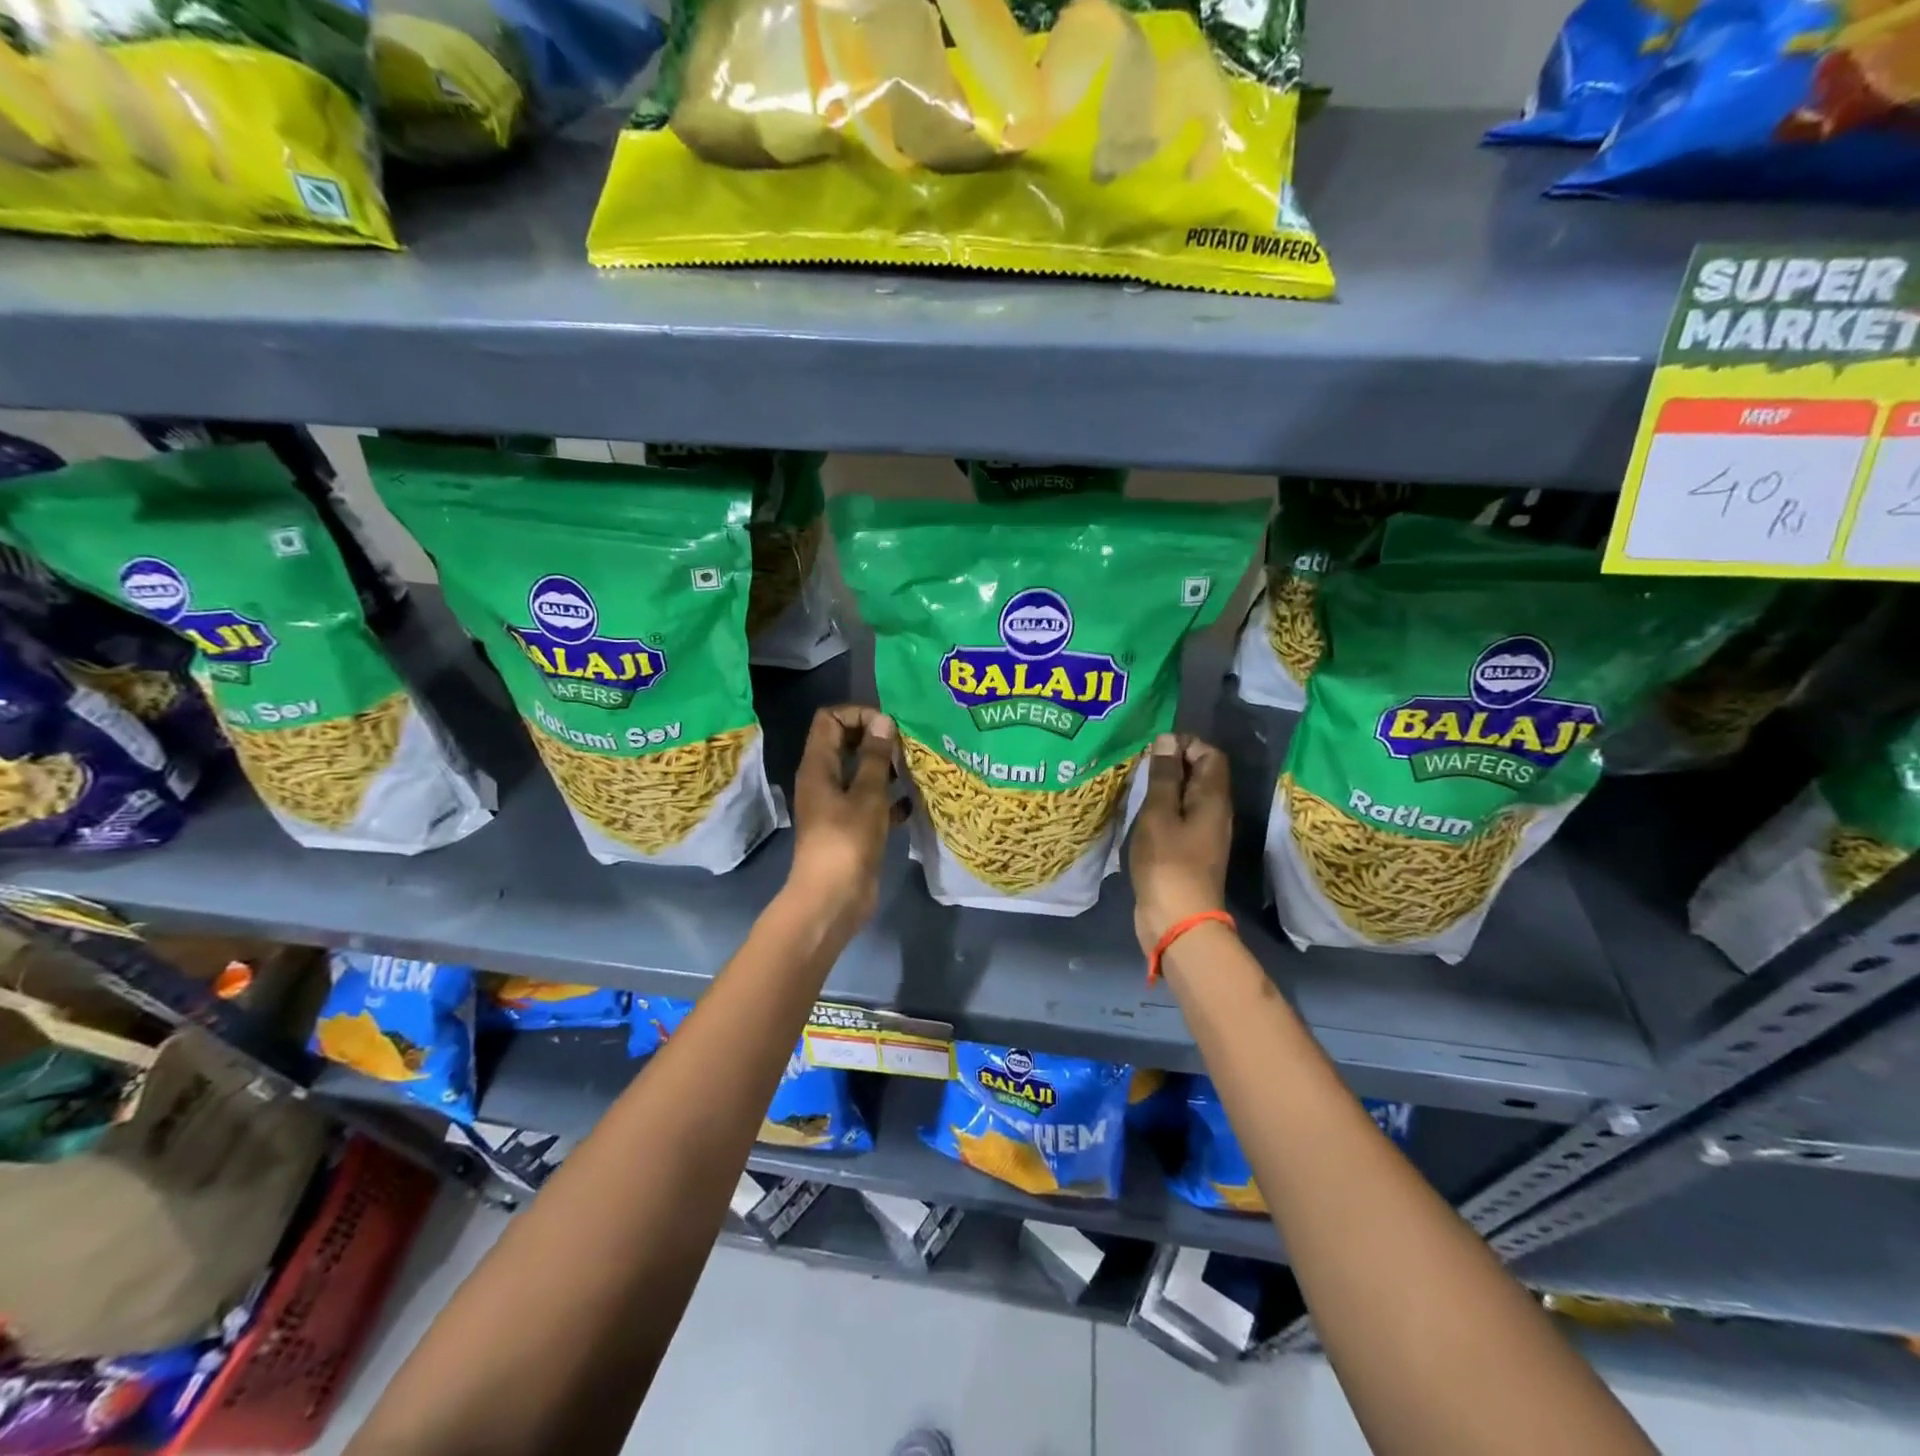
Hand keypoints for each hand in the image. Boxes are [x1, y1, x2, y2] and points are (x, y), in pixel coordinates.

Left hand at [786, 705, 903, 932]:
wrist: (833, 899)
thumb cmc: (847, 841)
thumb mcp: (867, 794)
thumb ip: (875, 757)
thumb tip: (883, 720)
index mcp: (818, 766)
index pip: (830, 719)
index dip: (858, 714)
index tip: (888, 726)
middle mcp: (823, 780)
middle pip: (845, 743)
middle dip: (876, 739)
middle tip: (906, 745)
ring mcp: (836, 805)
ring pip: (860, 773)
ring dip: (885, 768)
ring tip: (914, 768)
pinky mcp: (851, 828)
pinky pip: (870, 802)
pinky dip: (888, 799)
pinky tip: (912, 803)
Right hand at [1129, 732, 1231, 954]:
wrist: (1178, 919)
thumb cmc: (1168, 862)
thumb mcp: (1159, 813)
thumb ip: (1164, 776)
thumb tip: (1167, 740)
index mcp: (1213, 798)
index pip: (1210, 754)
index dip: (1185, 744)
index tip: (1153, 749)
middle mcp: (1215, 812)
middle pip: (1201, 774)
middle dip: (1172, 764)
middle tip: (1139, 767)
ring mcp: (1204, 834)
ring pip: (1189, 797)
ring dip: (1165, 788)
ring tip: (1136, 787)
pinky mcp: (1190, 852)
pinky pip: (1180, 818)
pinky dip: (1163, 810)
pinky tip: (1140, 815)